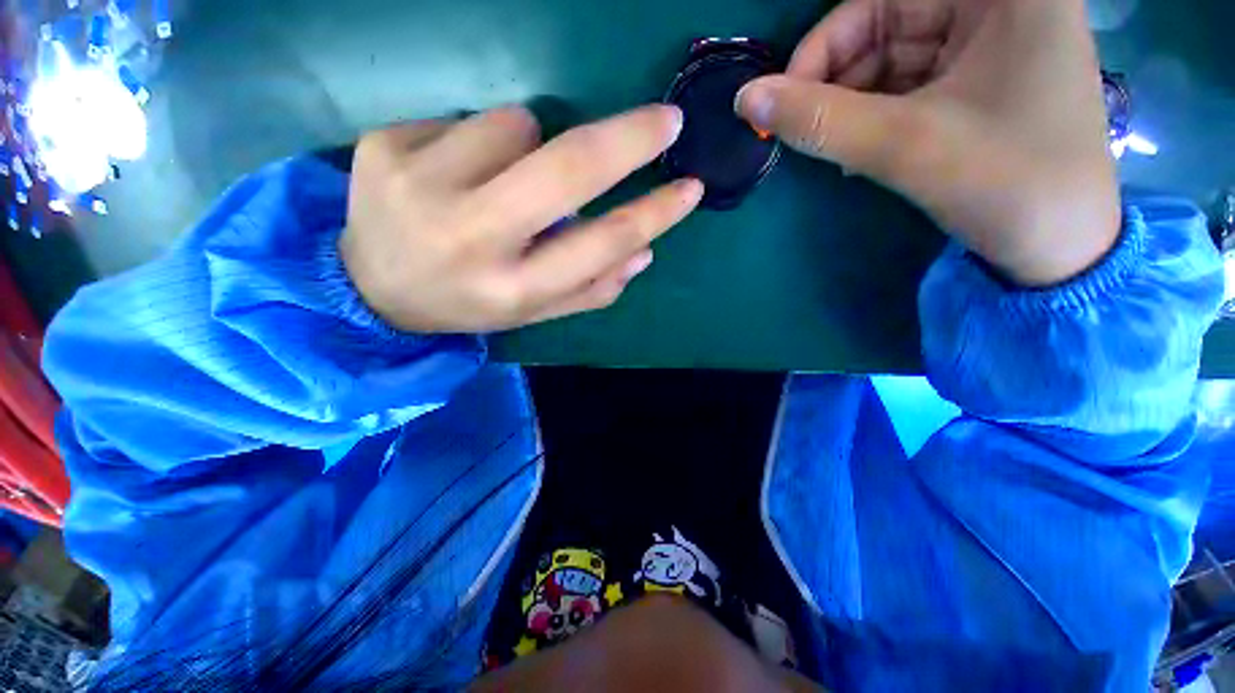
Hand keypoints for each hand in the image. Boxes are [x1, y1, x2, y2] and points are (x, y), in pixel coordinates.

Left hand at [341, 105, 701, 332]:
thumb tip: (644, 253)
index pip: (602, 244)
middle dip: (628, 139)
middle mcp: (471, 240)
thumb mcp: (533, 310)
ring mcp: (419, 185)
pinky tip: (456, 173)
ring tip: (502, 181)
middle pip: (567, 169)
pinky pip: (468, 119)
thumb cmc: (470, 301)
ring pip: (517, 125)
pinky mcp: (384, 145)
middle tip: (664, 122)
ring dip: (531, 145)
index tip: (690, 188)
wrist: (373, 288)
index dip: (653, 214)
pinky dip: (482, 140)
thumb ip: (591, 289)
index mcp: (512, 290)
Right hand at [736, 0, 1119, 285]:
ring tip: (833, 149)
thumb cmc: (1006, 185)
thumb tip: (746, 99)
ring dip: (852, 105)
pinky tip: (858, 150)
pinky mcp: (980, 84)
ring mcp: (991, 47)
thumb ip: (819, 119)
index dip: (826, 44)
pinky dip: (875, 116)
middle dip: (838, 79)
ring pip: (894, 59)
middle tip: (805, 131)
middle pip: (889, 23)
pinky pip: (909, 87)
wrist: (1060, 251)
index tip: (785, 100)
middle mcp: (999, 7)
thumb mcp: (905, 145)